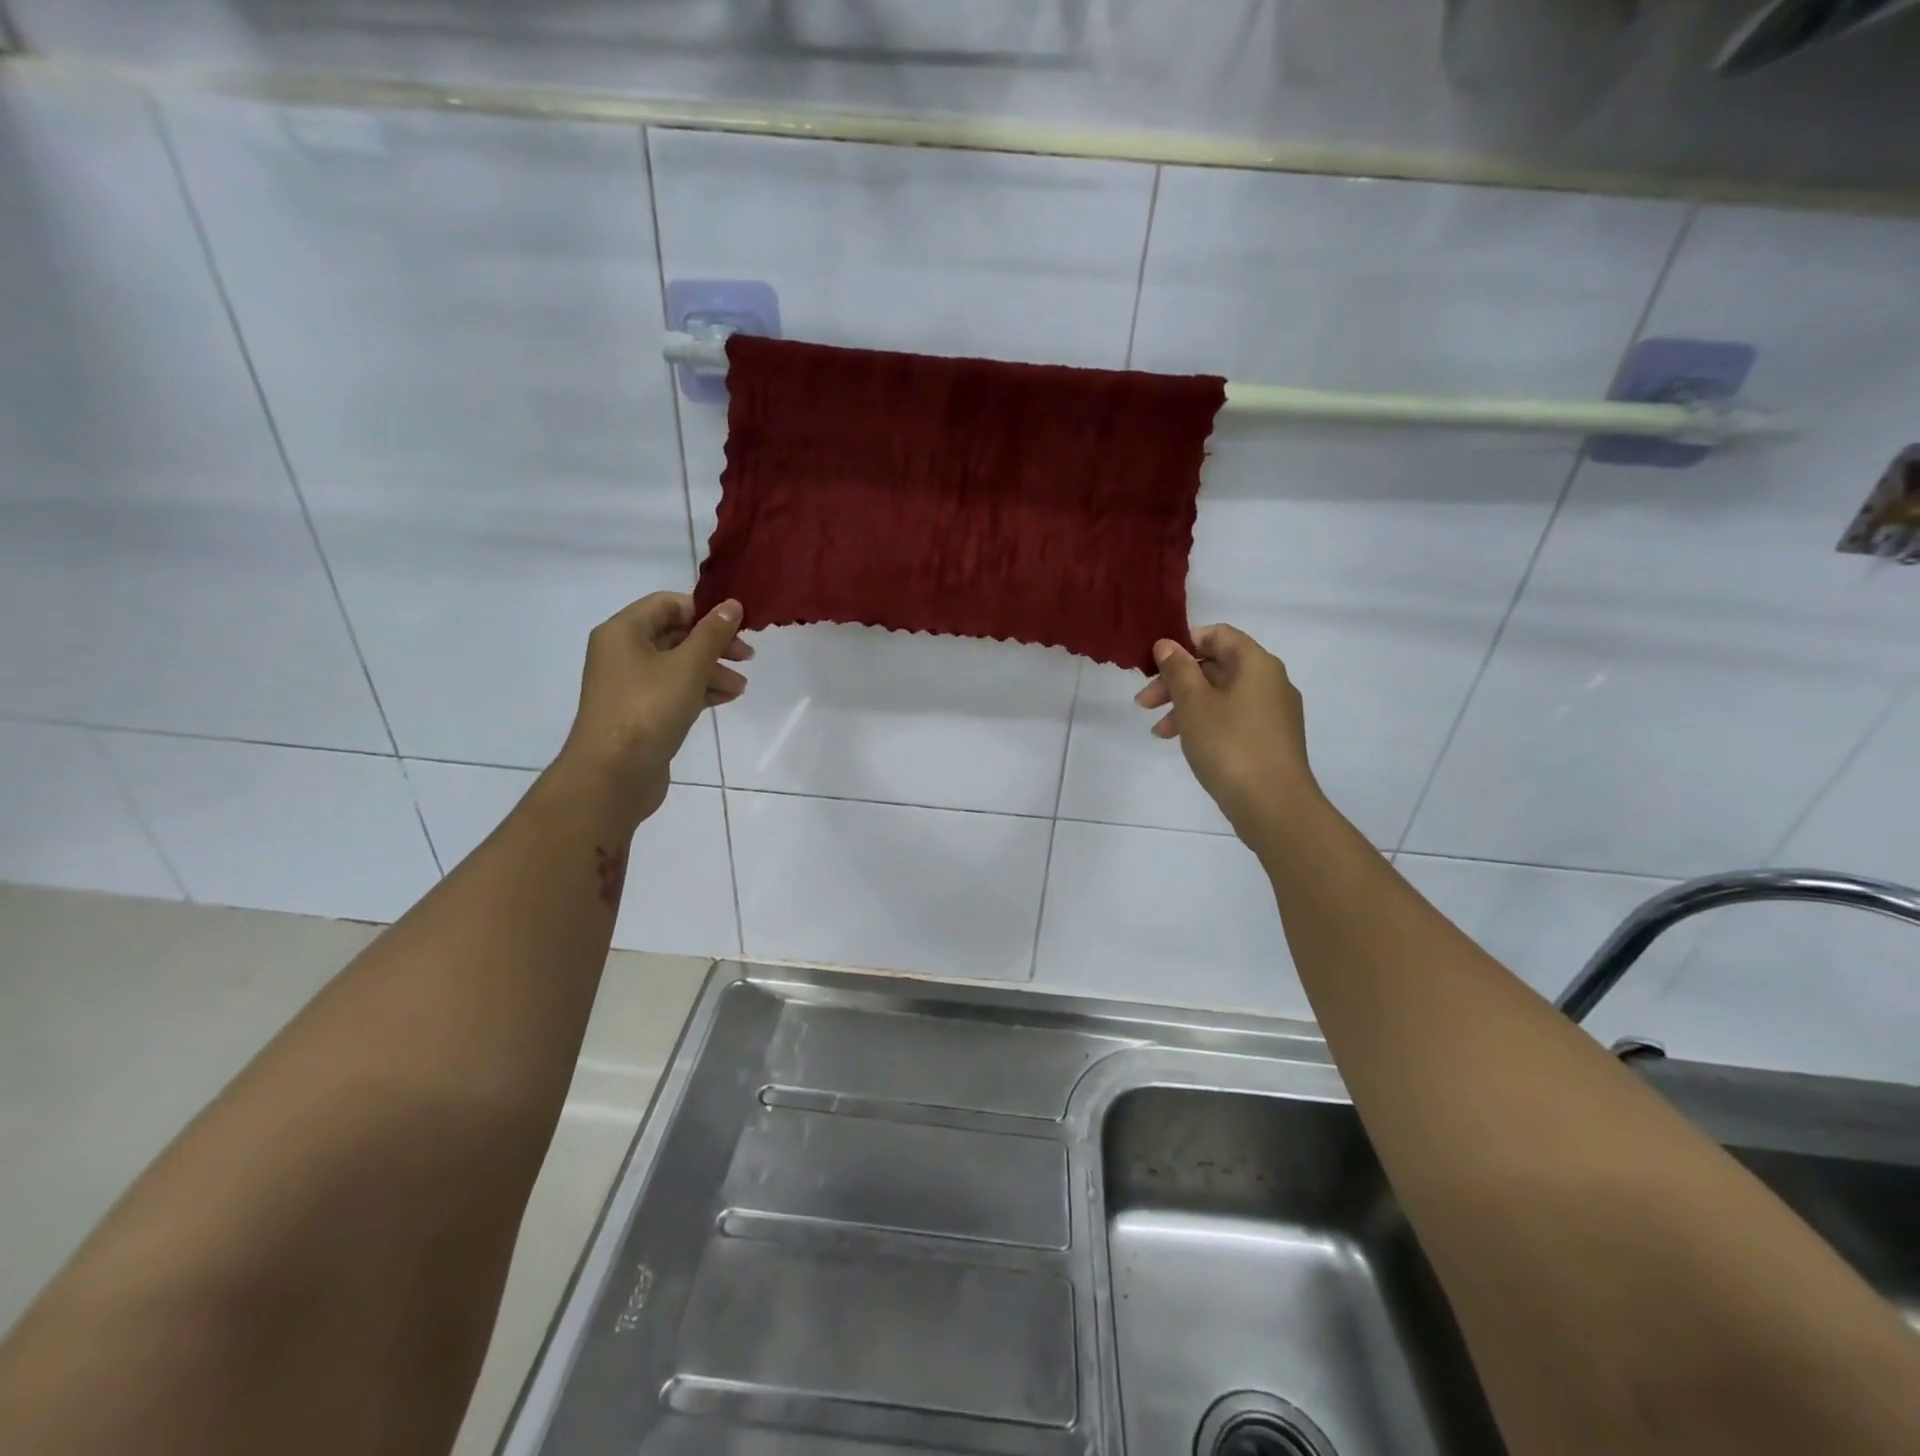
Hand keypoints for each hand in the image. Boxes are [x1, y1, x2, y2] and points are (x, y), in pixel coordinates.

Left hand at [556, 592, 751, 825]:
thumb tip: (731, 604)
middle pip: (674, 634)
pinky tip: (726, 698)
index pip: (668, 604)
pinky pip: (673, 690)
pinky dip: (698, 690)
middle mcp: (622, 652)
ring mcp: (629, 684)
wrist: (613, 773)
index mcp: (624, 631)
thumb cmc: (649, 709)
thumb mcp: (688, 666)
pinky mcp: (639, 712)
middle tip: (747, 656)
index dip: (704, 611)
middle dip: (713, 644)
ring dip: (711, 670)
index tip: (737, 627)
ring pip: (677, 665)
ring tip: (740, 687)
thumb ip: (713, 634)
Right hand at [1136, 624, 1321, 843]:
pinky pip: (1233, 718)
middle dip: (1177, 680)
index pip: (1218, 634)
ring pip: (1222, 695)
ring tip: (1159, 731)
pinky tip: (1184, 743)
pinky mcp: (1271, 739)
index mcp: (1256, 663)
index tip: (1155, 665)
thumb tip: (1167, 644)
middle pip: (1217, 665)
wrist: (1274, 806)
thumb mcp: (1194, 704)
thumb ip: (1178, 670)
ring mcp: (1273, 712)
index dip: (1184, 643)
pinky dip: (1206, 722)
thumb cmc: (1229, 745)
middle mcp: (1270, 681)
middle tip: (1144, 703)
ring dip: (1186, 705)